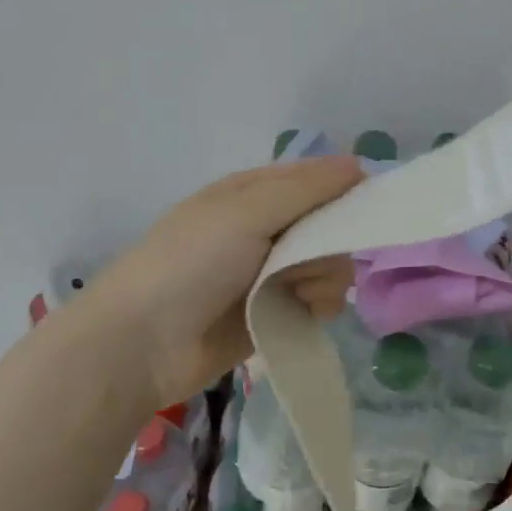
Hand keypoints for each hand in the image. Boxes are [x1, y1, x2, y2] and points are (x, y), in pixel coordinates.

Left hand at [84, 157, 363, 407]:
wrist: (143, 344)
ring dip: (326, 277)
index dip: (344, 189)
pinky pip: (320, 299)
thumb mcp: (246, 212)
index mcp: (253, 193)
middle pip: (329, 224)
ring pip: (330, 263)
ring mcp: (271, 273)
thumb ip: (306, 189)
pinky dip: (320, 305)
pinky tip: (306, 313)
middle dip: (332, 241)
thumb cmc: (190, 264)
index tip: (367, 206)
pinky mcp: (277, 312)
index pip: (315, 179)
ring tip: (300, 295)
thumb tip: (359, 165)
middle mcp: (266, 228)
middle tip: (311, 258)